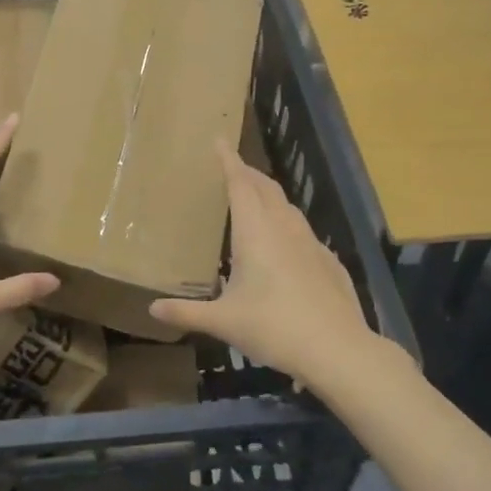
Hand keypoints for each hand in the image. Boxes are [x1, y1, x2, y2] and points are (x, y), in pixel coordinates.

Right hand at [150, 139, 379, 389]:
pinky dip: (288, 224)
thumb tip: (152, 309)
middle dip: (248, 174)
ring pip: (288, 208)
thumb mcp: (224, 322)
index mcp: (256, 232)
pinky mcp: (329, 261)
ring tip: (256, 199)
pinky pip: (303, 231)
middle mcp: (284, 228)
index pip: (240, 184)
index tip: (219, 141)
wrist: (337, 349)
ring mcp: (311, 243)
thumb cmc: (274, 328)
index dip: (228, 161)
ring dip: (270, 196)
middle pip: (265, 188)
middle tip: (232, 167)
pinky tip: (286, 243)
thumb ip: (187, 313)